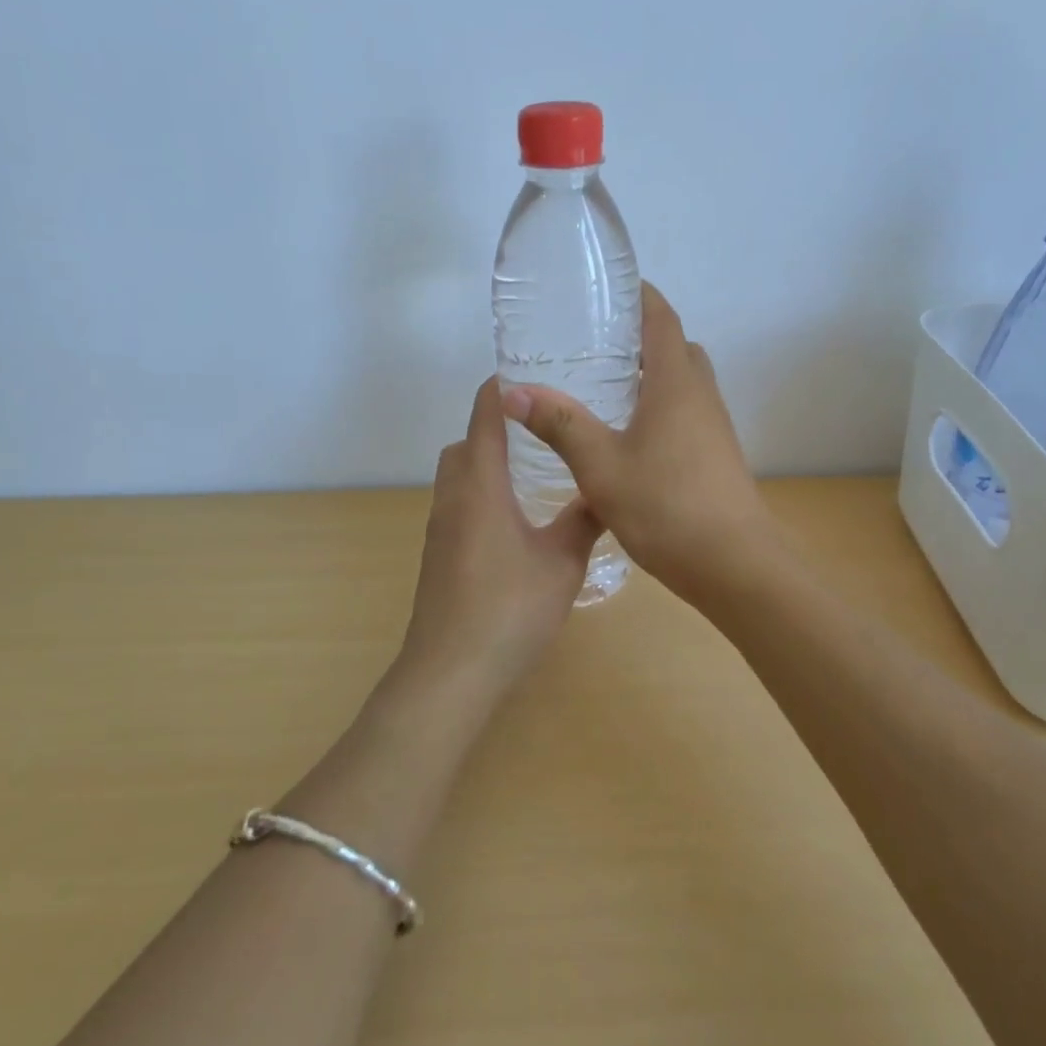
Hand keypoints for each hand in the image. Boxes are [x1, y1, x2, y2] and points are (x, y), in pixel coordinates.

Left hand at [399, 377, 604, 697]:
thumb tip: (607, 492)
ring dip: (487, 463)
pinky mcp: (437, 555)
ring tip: (535, 472)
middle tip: (545, 430)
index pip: (485, 413)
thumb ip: (584, 521)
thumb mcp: (562, 562)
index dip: (506, 386)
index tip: (539, 374)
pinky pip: (458, 505)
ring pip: (458, 476)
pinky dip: (482, 495)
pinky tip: (517, 522)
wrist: (451, 671)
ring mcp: (439, 528)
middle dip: (497, 426)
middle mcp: (452, 496)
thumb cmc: (510, 609)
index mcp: (480, 483)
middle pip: (465, 441)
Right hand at [500, 284, 776, 604]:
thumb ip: (560, 424)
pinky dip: (660, 408)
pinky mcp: (716, 456)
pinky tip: (628, 437)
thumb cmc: (666, 506)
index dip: (639, 296)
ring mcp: (714, 428)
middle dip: (642, 338)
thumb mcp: (601, 465)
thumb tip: (513, 390)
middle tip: (597, 345)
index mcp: (676, 383)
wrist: (734, 564)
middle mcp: (701, 396)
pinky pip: (687, 414)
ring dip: (653, 376)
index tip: (609, 289)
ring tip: (605, 388)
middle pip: (676, 348)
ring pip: (684, 384)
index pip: (661, 318)